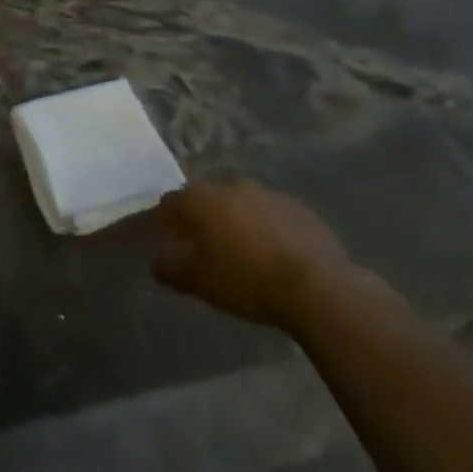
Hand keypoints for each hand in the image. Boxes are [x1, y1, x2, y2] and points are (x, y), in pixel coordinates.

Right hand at [153, 179, 354, 329]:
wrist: (318, 287)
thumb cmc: (247, 281)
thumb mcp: (201, 282)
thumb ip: (171, 269)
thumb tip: (155, 262)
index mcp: (201, 199)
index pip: (170, 202)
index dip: (166, 221)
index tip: (168, 240)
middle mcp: (229, 185)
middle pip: (206, 197)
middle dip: (202, 216)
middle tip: (205, 245)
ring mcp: (266, 192)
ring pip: (240, 202)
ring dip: (236, 219)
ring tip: (242, 250)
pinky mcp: (298, 206)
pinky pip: (271, 212)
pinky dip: (266, 226)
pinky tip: (274, 252)